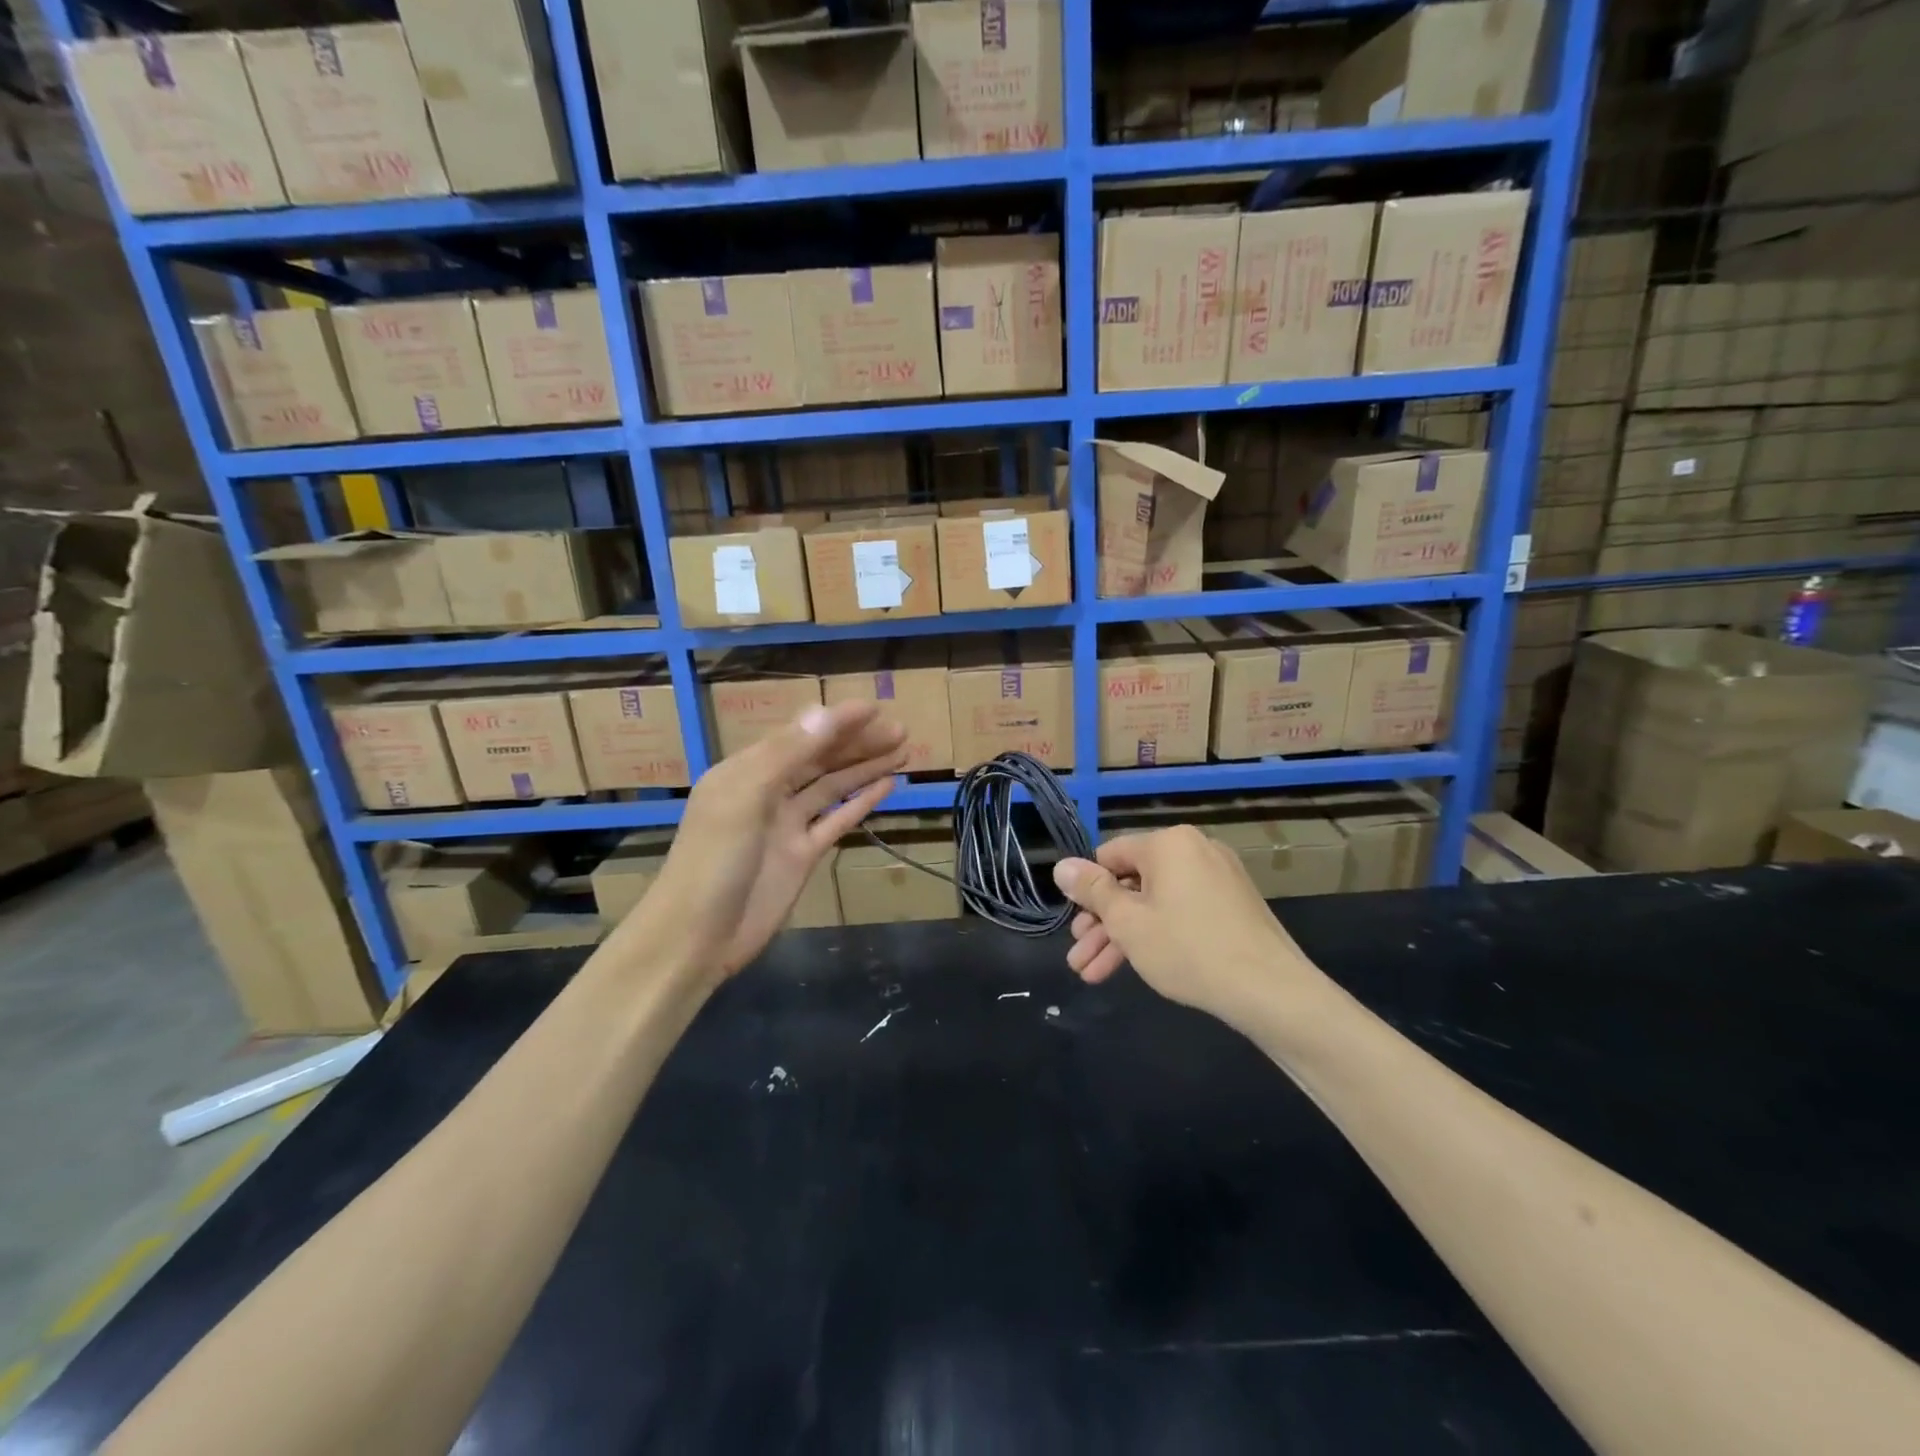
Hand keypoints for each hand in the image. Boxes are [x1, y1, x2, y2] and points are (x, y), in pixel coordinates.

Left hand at [623, 701, 906, 981]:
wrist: (697, 936)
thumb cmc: (714, 860)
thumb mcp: (746, 798)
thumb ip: (788, 754)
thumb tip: (826, 711)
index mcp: (747, 770)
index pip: (800, 735)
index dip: (837, 720)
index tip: (874, 707)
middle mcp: (768, 792)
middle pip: (820, 758)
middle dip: (858, 742)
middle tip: (901, 729)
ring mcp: (787, 825)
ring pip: (833, 787)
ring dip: (865, 767)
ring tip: (903, 751)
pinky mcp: (803, 855)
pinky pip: (836, 821)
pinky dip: (860, 803)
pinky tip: (886, 786)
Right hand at [1052, 826, 1328, 1027]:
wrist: (1271, 991)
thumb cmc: (1188, 949)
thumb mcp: (1128, 922)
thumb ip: (1092, 891)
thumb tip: (1060, 865)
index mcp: (1168, 843)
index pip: (1110, 856)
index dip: (1086, 890)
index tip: (1073, 924)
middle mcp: (1194, 850)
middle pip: (1132, 883)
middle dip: (1102, 924)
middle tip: (1079, 956)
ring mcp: (1218, 877)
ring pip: (1156, 903)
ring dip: (1124, 937)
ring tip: (1093, 974)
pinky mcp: (1233, 905)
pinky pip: (1182, 911)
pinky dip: (1158, 934)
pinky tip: (1137, 966)